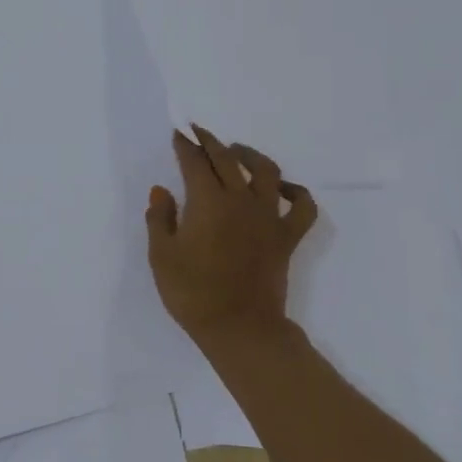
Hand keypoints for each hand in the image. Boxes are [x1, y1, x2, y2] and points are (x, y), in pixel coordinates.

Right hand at [146, 127, 317, 347]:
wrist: (239, 328)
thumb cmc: (192, 293)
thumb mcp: (161, 256)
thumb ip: (159, 218)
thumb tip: (161, 190)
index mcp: (207, 201)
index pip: (195, 162)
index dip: (185, 145)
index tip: (178, 134)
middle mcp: (240, 200)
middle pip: (227, 159)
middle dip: (210, 142)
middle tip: (198, 133)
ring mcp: (268, 217)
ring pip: (267, 171)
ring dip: (250, 155)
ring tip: (237, 152)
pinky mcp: (286, 237)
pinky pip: (301, 207)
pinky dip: (296, 192)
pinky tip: (283, 189)